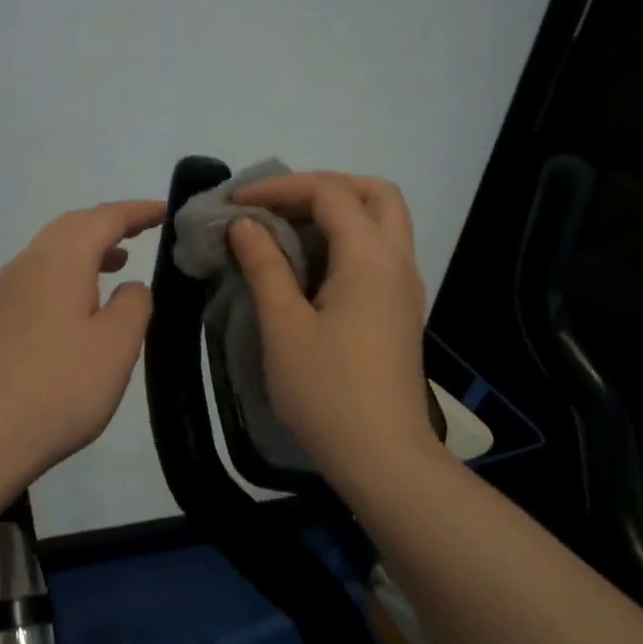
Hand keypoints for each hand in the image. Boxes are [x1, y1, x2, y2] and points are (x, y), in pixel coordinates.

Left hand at [0, 200, 164, 480]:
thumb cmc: (60, 387)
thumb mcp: (116, 345)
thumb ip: (133, 304)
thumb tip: (129, 286)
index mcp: (59, 261)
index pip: (104, 218)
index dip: (137, 212)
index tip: (166, 212)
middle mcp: (25, 266)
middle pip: (70, 228)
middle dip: (108, 225)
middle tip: (141, 232)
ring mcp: (1, 294)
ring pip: (49, 254)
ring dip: (85, 251)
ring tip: (116, 265)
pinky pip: (34, 281)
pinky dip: (64, 277)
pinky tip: (75, 308)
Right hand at [226, 173, 439, 484]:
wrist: (381, 456)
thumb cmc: (326, 391)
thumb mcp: (284, 326)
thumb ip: (265, 267)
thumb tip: (245, 225)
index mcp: (370, 258)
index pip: (330, 194)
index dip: (280, 188)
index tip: (237, 203)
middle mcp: (397, 262)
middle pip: (374, 194)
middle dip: (324, 187)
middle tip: (278, 205)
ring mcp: (404, 288)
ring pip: (382, 223)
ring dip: (337, 214)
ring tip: (286, 232)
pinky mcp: (400, 312)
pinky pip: (378, 254)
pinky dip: (345, 242)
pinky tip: (308, 268)